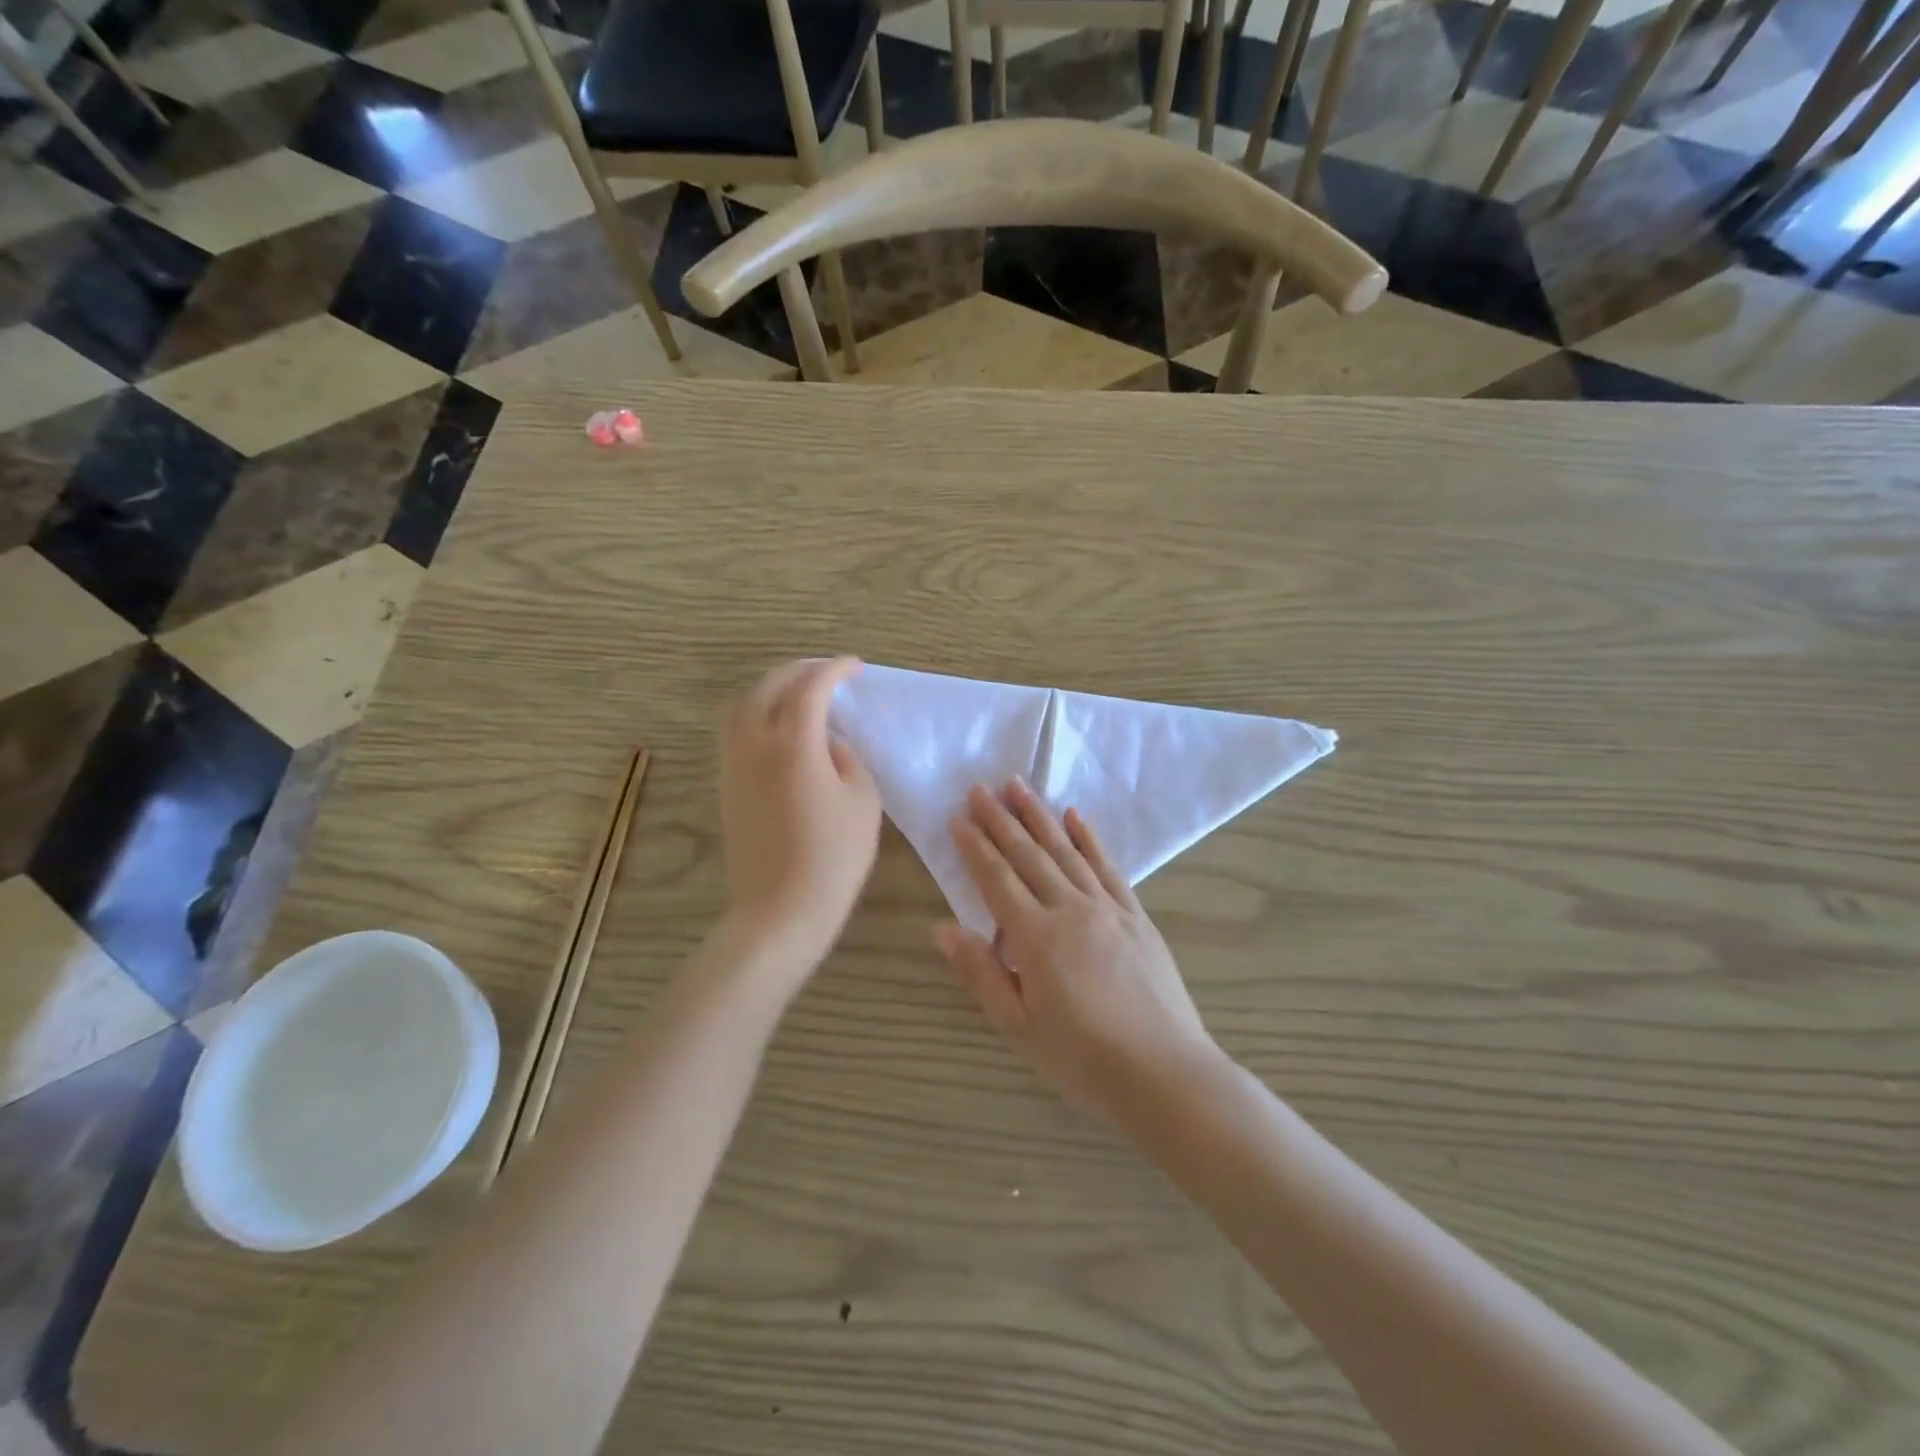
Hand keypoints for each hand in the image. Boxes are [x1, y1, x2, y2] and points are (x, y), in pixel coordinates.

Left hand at [719, 658, 880, 972]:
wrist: (781, 910)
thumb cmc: (833, 858)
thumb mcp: (862, 802)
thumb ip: (847, 759)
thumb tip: (827, 744)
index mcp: (793, 745)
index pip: (810, 689)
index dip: (833, 670)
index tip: (854, 667)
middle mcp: (755, 746)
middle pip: (767, 687)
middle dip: (797, 671)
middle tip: (825, 673)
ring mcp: (734, 766)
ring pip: (741, 707)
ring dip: (770, 690)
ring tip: (798, 695)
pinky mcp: (727, 787)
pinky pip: (735, 733)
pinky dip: (757, 716)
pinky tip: (780, 731)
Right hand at [935, 780, 1217, 1117]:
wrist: (1165, 1074)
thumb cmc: (1083, 1059)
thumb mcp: (1019, 1026)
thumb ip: (981, 973)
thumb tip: (942, 928)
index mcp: (1036, 937)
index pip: (996, 880)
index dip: (975, 847)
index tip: (958, 817)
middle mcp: (1070, 910)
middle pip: (1029, 856)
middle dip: (1001, 820)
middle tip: (979, 788)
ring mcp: (1108, 909)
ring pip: (1066, 852)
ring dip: (1039, 817)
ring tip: (1018, 787)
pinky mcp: (1137, 916)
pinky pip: (1109, 868)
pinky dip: (1090, 840)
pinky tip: (1076, 817)